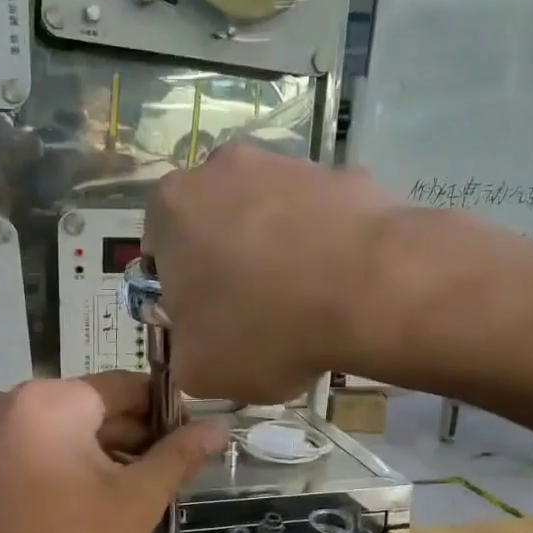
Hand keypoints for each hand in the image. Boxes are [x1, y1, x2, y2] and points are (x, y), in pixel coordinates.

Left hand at [0, 375, 228, 532]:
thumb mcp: (137, 503)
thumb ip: (179, 456)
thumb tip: (219, 425)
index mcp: (48, 402)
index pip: (126, 387)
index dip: (169, 413)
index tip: (198, 442)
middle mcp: (10, 406)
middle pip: (96, 410)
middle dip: (140, 441)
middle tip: (179, 476)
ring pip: (71, 435)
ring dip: (112, 460)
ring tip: (150, 496)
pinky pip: (44, 455)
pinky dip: (78, 472)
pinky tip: (108, 506)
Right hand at [144, 144, 401, 401]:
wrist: (371, 290)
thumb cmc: (264, 329)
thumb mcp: (197, 369)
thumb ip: (183, 350)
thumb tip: (199, 343)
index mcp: (172, 206)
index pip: (161, 252)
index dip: (182, 292)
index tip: (208, 322)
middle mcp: (223, 168)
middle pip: (215, 226)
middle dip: (228, 265)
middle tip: (254, 314)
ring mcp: (288, 164)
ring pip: (268, 217)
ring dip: (276, 252)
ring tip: (305, 303)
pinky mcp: (342, 173)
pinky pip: (319, 218)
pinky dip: (323, 245)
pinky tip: (340, 285)